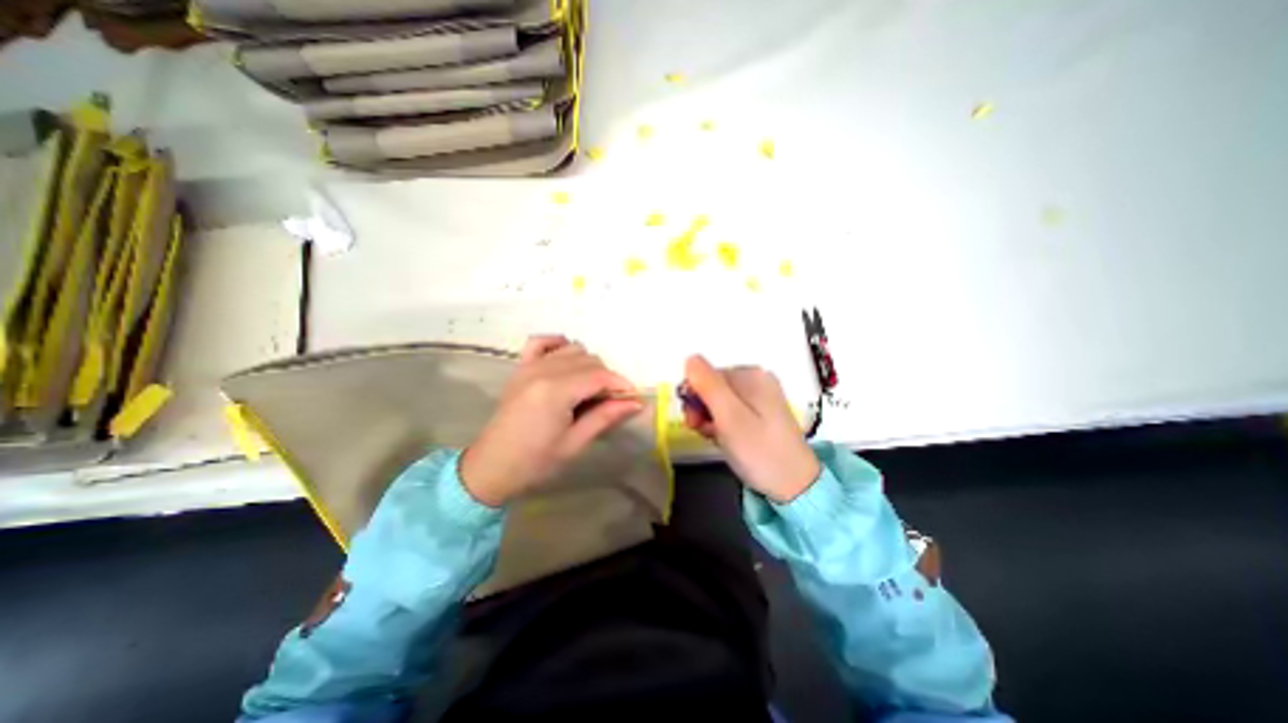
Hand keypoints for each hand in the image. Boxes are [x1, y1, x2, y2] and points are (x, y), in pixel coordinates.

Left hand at [464, 336, 642, 505]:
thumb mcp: (574, 443)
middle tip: (610, 401)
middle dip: (606, 377)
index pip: (599, 376)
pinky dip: (558, 344)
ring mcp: (529, 367)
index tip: (632, 398)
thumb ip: (605, 417)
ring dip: (587, 364)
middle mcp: (543, 371)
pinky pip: (540, 342)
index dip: (621, 384)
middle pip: (588, 360)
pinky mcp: (520, 368)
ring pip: (571, 350)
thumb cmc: (535, 462)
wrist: (491, 467)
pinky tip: (566, 358)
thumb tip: (635, 403)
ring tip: (590, 389)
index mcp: (556, 392)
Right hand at [678, 357, 818, 500]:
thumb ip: (707, 385)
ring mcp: (761, 397)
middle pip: (713, 386)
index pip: (707, 375)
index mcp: (751, 375)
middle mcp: (757, 380)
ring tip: (713, 438)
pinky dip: (721, 424)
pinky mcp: (761, 414)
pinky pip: (731, 411)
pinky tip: (723, 438)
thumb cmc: (759, 451)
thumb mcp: (729, 416)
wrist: (795, 486)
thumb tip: (690, 358)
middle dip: (701, 407)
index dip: (694, 396)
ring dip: (709, 417)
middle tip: (700, 431)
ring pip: (720, 400)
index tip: (692, 422)